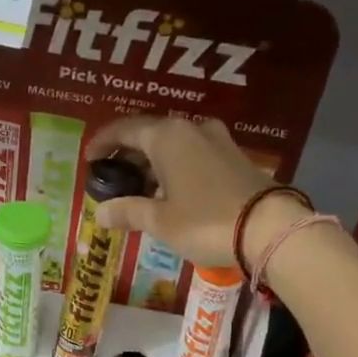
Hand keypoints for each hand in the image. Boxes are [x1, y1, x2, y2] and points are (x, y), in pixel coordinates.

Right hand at [84, 115, 309, 273]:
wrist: (269, 228)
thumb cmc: (205, 221)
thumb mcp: (160, 221)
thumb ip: (127, 212)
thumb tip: (99, 213)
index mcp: (166, 136)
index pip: (125, 129)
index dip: (103, 143)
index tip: (89, 159)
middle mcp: (191, 128)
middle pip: (149, 134)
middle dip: (128, 155)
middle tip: (112, 177)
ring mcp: (216, 140)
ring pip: (174, 144)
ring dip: (153, 163)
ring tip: (139, 189)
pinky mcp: (234, 156)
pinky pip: (193, 154)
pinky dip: (175, 167)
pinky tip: (171, 191)